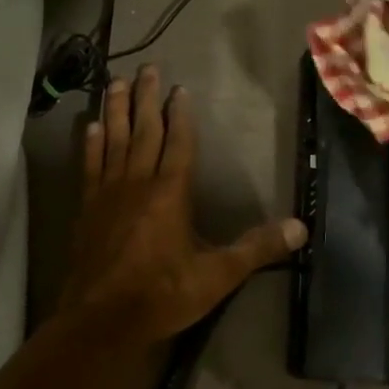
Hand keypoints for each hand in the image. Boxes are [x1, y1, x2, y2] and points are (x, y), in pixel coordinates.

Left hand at [60, 66, 306, 343]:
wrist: (101, 320)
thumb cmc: (162, 294)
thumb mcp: (217, 276)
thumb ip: (256, 248)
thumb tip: (301, 229)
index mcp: (170, 192)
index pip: (178, 142)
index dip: (180, 114)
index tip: (180, 89)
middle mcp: (138, 182)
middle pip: (143, 130)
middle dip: (146, 98)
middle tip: (146, 68)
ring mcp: (108, 193)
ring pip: (113, 140)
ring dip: (115, 110)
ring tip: (114, 81)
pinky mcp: (87, 208)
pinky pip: (90, 165)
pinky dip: (91, 144)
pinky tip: (90, 126)